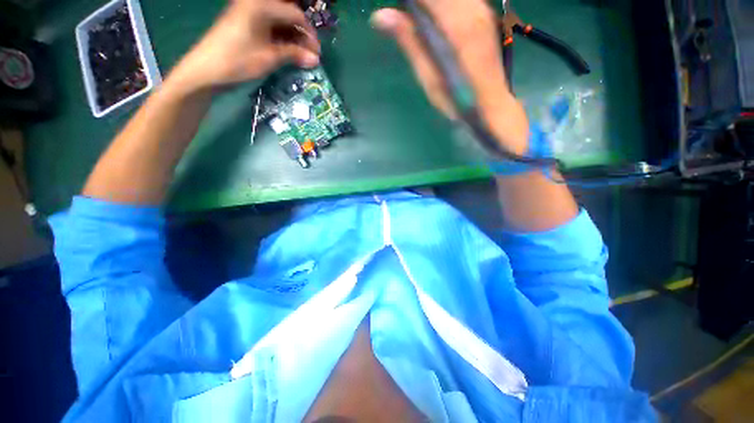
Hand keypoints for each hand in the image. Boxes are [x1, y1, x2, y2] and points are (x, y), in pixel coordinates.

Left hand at [168, 0, 319, 92]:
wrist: (206, 70)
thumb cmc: (238, 61)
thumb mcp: (270, 58)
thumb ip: (294, 54)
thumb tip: (316, 59)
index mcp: (261, 5)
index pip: (295, 14)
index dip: (309, 34)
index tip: (318, 53)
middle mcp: (256, 3)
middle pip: (288, 15)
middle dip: (302, 35)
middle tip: (311, 55)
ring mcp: (249, 12)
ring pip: (279, 22)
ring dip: (293, 38)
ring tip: (302, 57)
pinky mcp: (245, 23)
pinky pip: (269, 27)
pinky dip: (281, 39)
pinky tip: (288, 52)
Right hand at [371, 0, 528, 153]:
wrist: (490, 105)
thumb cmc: (455, 99)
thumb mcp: (428, 76)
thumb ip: (409, 41)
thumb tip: (381, 15)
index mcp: (454, 23)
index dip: (407, 3)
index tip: (397, 11)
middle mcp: (471, 7)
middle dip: (419, 5)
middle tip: (406, 19)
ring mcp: (482, 9)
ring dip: (432, 6)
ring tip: (420, 22)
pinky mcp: (485, 14)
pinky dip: (445, 6)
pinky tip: (438, 21)